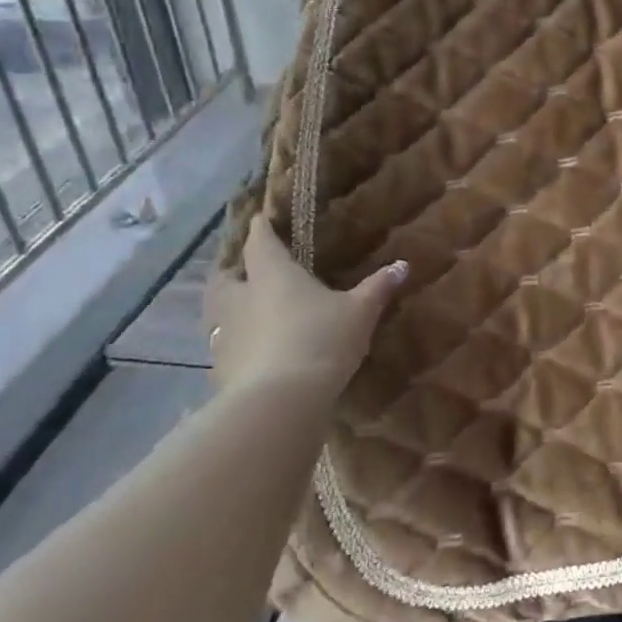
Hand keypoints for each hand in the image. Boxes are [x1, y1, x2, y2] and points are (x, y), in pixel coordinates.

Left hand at [202, 215, 406, 397]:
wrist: (279, 402)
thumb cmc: (321, 340)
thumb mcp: (360, 312)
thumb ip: (378, 287)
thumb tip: (402, 265)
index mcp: (271, 274)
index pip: (260, 241)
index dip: (260, 228)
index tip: (259, 218)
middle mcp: (240, 298)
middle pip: (226, 277)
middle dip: (235, 271)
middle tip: (249, 272)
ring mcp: (224, 335)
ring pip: (219, 314)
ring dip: (231, 310)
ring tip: (251, 313)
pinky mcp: (220, 370)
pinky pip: (226, 348)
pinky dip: (237, 345)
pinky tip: (255, 353)